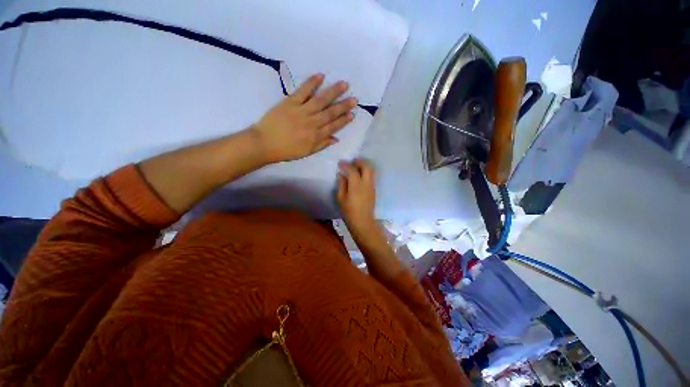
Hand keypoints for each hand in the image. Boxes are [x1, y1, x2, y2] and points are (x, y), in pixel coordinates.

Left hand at [251, 74, 356, 162]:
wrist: (264, 143)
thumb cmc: (286, 150)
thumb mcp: (306, 152)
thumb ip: (321, 145)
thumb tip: (336, 139)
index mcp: (315, 136)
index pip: (333, 126)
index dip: (343, 120)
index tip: (352, 114)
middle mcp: (312, 123)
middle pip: (330, 113)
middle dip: (343, 106)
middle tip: (354, 99)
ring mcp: (301, 111)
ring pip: (320, 100)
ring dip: (333, 92)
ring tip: (344, 84)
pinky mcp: (289, 102)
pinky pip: (302, 91)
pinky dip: (311, 83)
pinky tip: (320, 76)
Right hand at [337, 159, 376, 233]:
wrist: (363, 222)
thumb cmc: (349, 212)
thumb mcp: (341, 198)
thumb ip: (341, 184)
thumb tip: (341, 174)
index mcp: (356, 186)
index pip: (352, 170)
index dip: (346, 165)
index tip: (340, 164)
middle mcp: (366, 183)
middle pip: (367, 166)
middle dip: (359, 161)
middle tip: (351, 162)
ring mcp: (371, 186)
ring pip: (371, 170)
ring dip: (364, 166)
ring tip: (355, 167)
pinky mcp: (373, 190)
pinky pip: (371, 176)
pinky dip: (366, 172)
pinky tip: (359, 176)